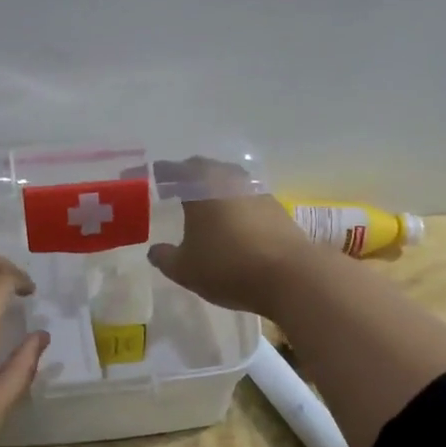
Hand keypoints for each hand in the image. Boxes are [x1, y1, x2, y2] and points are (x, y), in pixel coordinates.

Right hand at [145, 157, 319, 317]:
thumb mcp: (185, 269)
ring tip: (206, 203)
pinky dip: (236, 204)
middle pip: (206, 169)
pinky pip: (248, 199)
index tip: (157, 176)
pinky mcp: (277, 209)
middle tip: (179, 185)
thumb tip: (155, 250)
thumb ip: (165, 257)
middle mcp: (229, 180)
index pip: (177, 171)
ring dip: (217, 188)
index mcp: (201, 187)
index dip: (164, 173)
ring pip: (230, 182)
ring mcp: (257, 192)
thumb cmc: (227, 267)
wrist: (290, 277)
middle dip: (191, 175)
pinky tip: (233, 221)